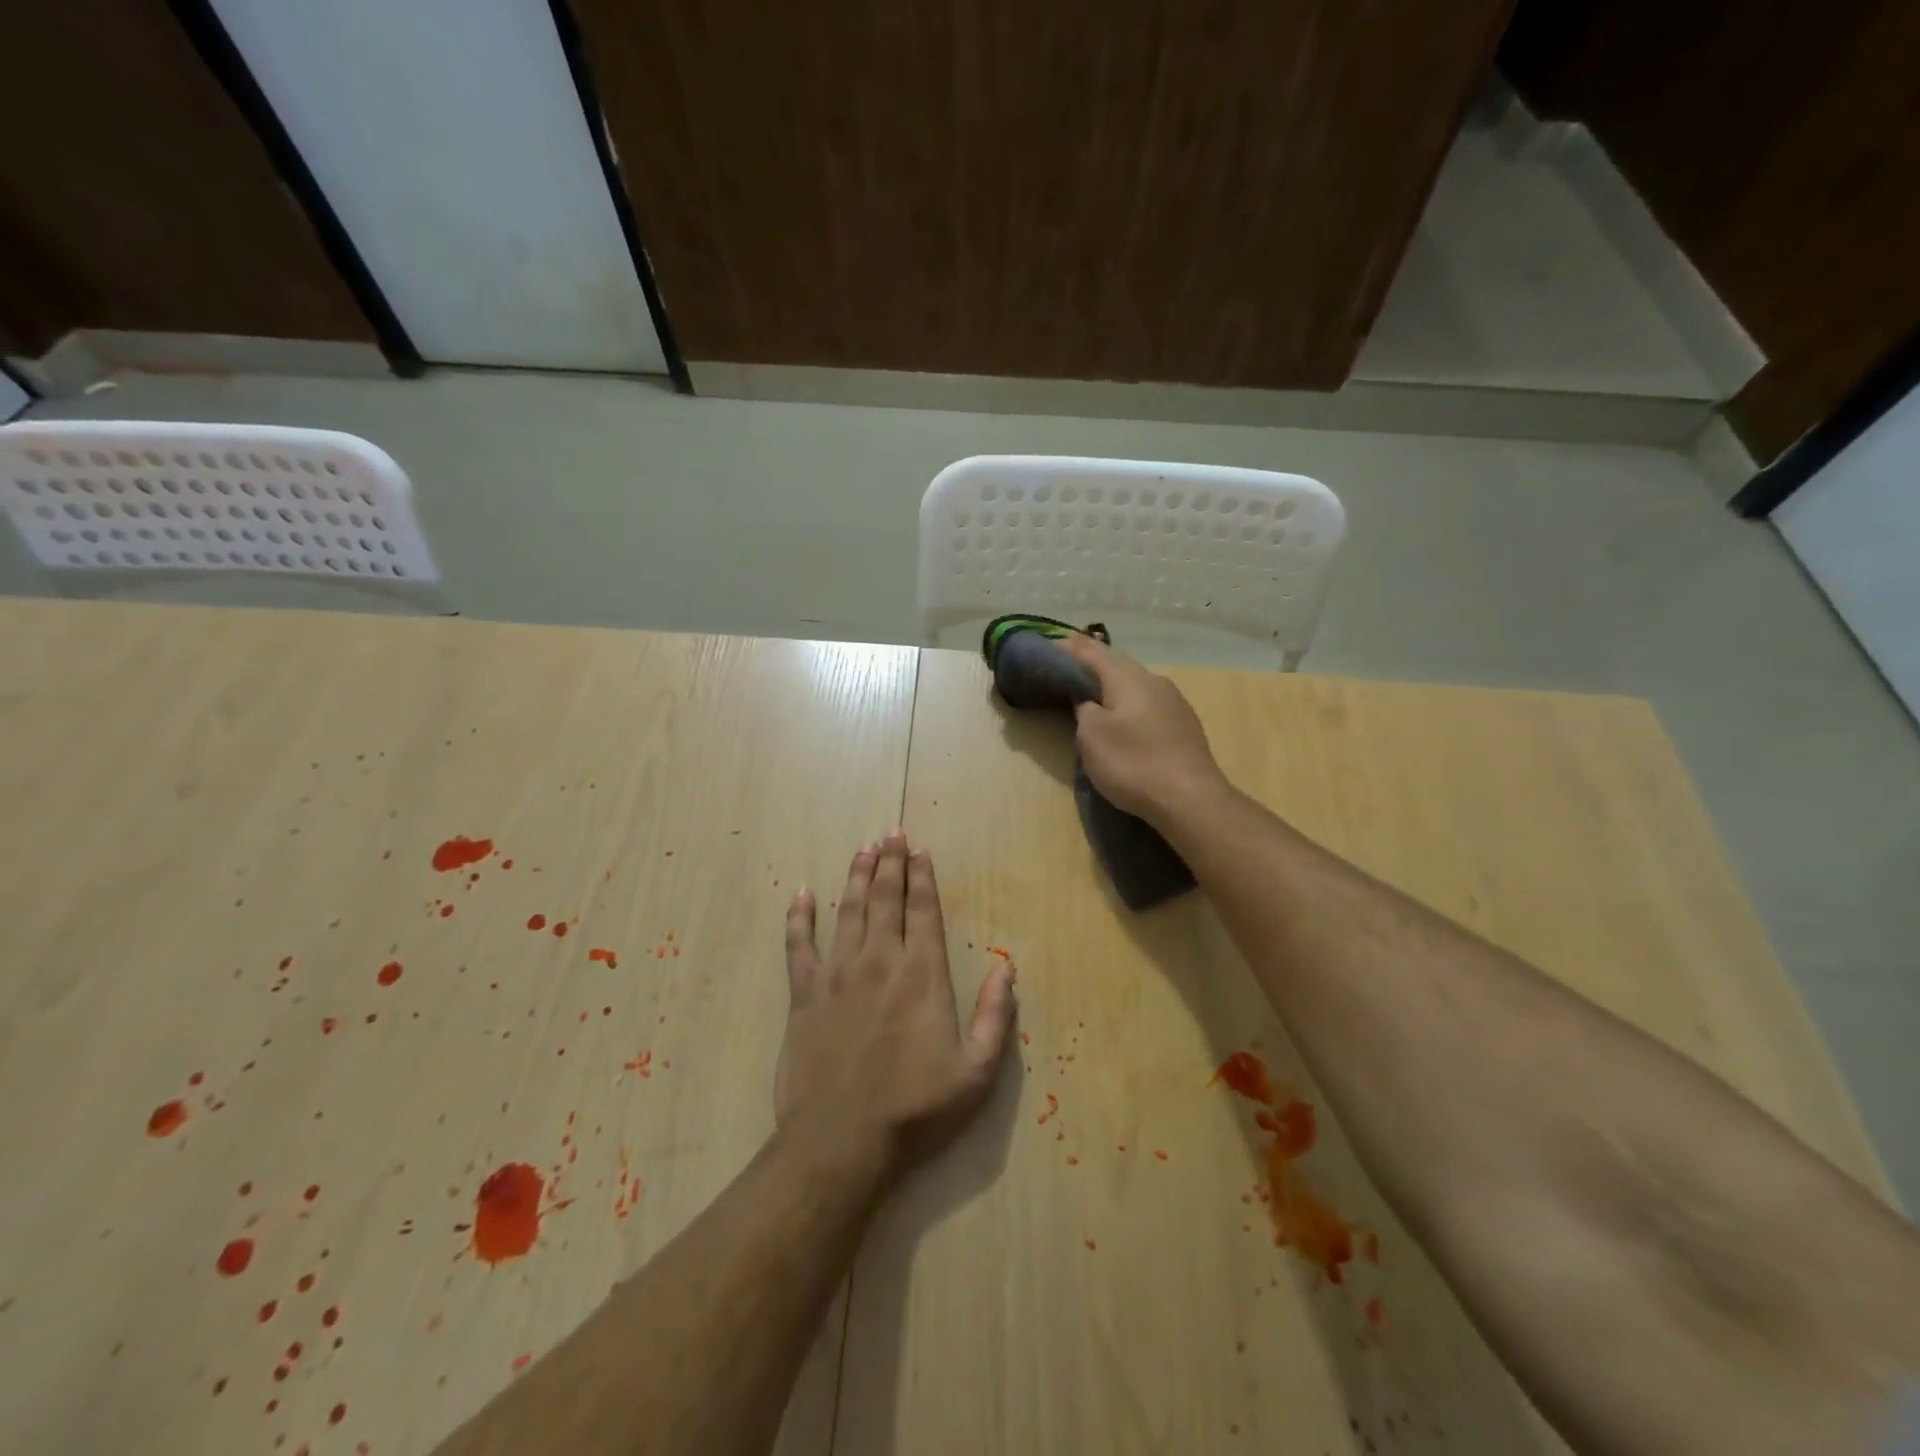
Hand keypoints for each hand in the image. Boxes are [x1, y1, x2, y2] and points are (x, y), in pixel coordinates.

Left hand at [775, 830, 1015, 1180]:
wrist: (841, 1142)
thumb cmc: (915, 1110)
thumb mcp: (976, 1073)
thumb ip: (996, 1017)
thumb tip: (1008, 969)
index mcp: (922, 975)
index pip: (923, 911)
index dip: (923, 877)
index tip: (921, 851)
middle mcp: (880, 961)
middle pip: (886, 899)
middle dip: (891, 863)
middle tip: (891, 833)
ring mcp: (837, 974)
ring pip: (848, 911)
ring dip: (856, 877)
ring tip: (862, 849)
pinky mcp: (804, 994)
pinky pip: (799, 945)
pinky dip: (799, 918)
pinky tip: (802, 894)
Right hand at [1056, 634, 1228, 823]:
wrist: (1191, 800)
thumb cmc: (1133, 763)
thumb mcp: (1091, 735)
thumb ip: (1084, 707)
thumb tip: (1087, 698)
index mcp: (1128, 677)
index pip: (1091, 650)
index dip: (1065, 647)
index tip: (1044, 650)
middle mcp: (1153, 680)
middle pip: (1116, 663)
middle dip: (1090, 664)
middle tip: (1063, 671)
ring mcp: (1174, 702)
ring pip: (1134, 683)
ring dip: (1110, 685)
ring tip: (1090, 695)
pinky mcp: (1183, 725)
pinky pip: (1147, 703)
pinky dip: (1127, 704)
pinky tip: (1123, 719)